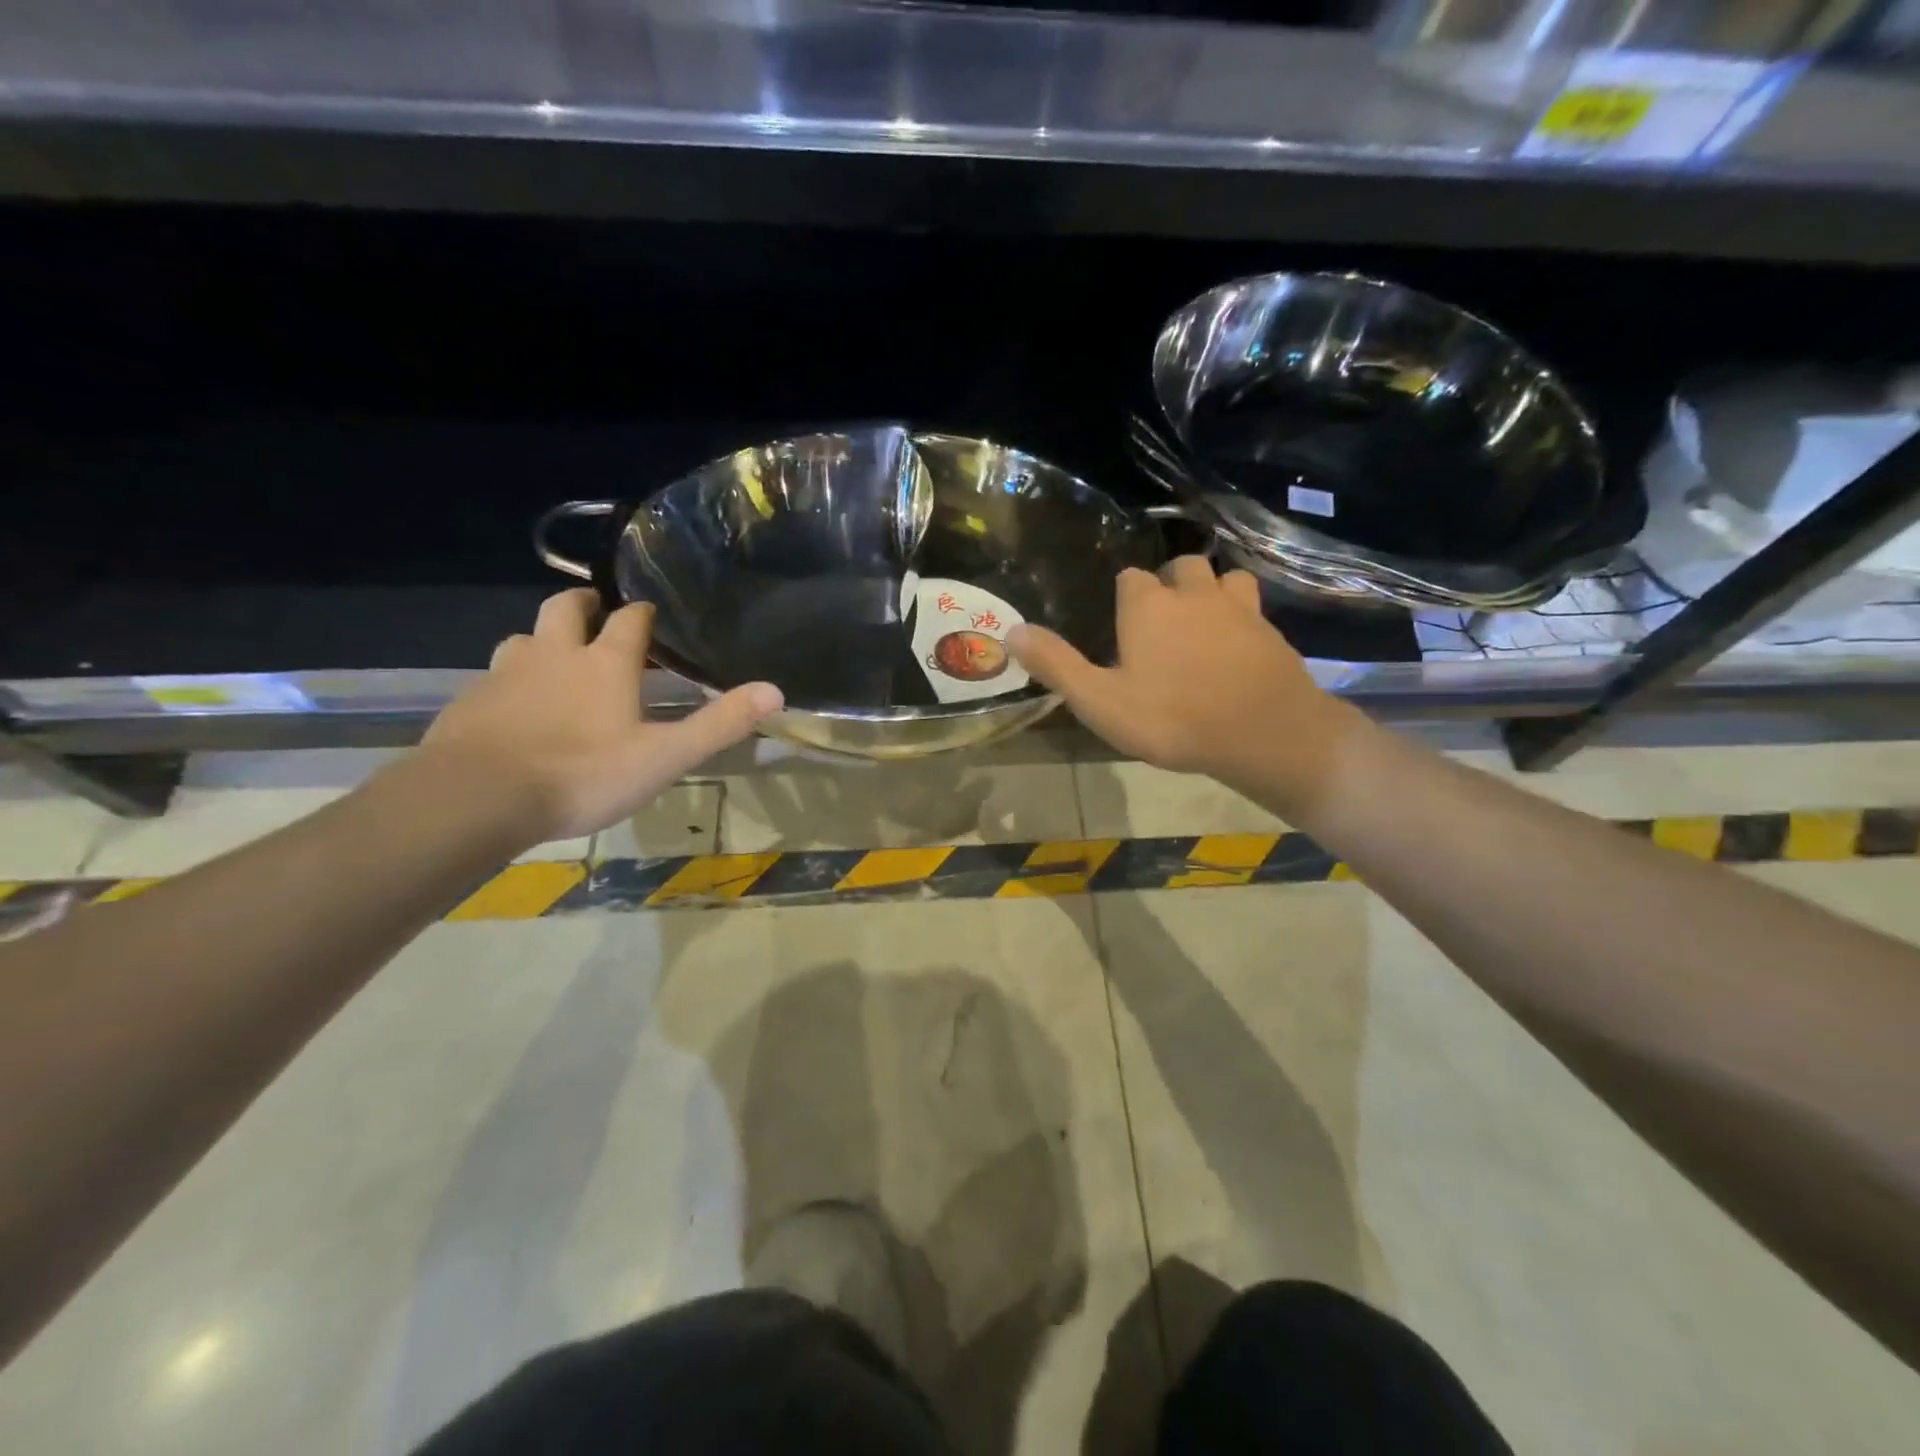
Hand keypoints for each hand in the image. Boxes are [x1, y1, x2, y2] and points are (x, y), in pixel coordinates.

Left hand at [420, 589, 782, 842]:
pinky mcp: (470, 702)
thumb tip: (775, 691)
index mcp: (604, 664)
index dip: (643, 615)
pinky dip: (510, 680)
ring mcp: (505, 675)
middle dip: (584, 605)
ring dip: (543, 640)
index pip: (629, 621)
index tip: (650, 615)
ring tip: (555, 659)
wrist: (477, 798)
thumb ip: (719, 724)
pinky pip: (493, 676)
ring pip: (524, 638)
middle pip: (566, 610)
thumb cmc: (583, 774)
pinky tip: (515, 708)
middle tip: (596, 612)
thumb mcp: (665, 756)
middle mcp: (554, 655)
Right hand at [1007, 558, 1361, 813]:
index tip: (1121, 625)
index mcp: (1148, 606)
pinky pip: (1253, 607)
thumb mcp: (1100, 701)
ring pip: (1223, 578)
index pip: (1130, 578)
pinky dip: (1242, 616)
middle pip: (1180, 568)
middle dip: (1169, 585)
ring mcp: (1238, 608)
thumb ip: (1056, 665)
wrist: (1263, 733)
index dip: (1124, 598)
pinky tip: (1238, 644)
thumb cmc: (1172, 718)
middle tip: (1161, 622)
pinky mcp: (1271, 630)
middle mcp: (1193, 594)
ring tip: (1202, 622)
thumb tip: (1010, 631)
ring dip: (1211, 591)